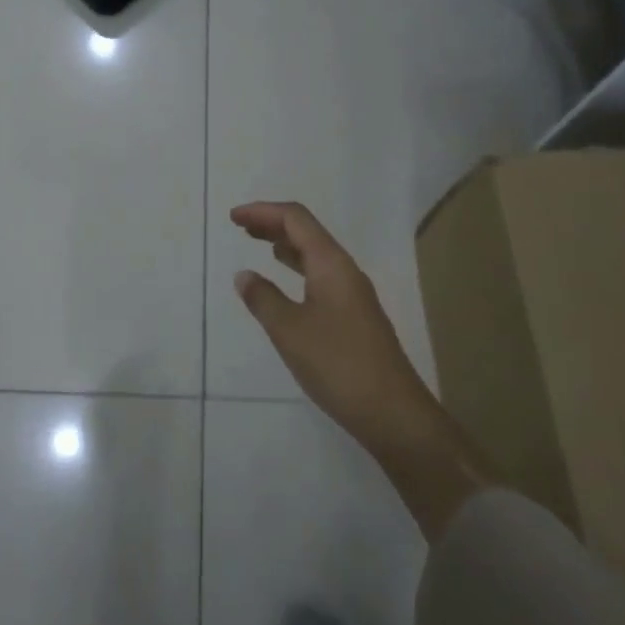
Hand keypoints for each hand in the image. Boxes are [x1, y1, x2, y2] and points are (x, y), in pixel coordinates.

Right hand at [230, 201, 435, 445]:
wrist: (392, 412)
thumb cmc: (338, 364)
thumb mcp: (290, 331)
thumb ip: (263, 299)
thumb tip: (244, 275)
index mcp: (331, 264)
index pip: (296, 219)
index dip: (263, 211)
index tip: (233, 217)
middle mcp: (345, 270)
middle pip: (307, 232)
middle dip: (273, 223)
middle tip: (240, 226)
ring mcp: (353, 294)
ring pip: (315, 254)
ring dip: (285, 244)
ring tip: (257, 244)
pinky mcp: (354, 316)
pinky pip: (320, 275)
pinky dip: (297, 268)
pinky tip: (285, 281)